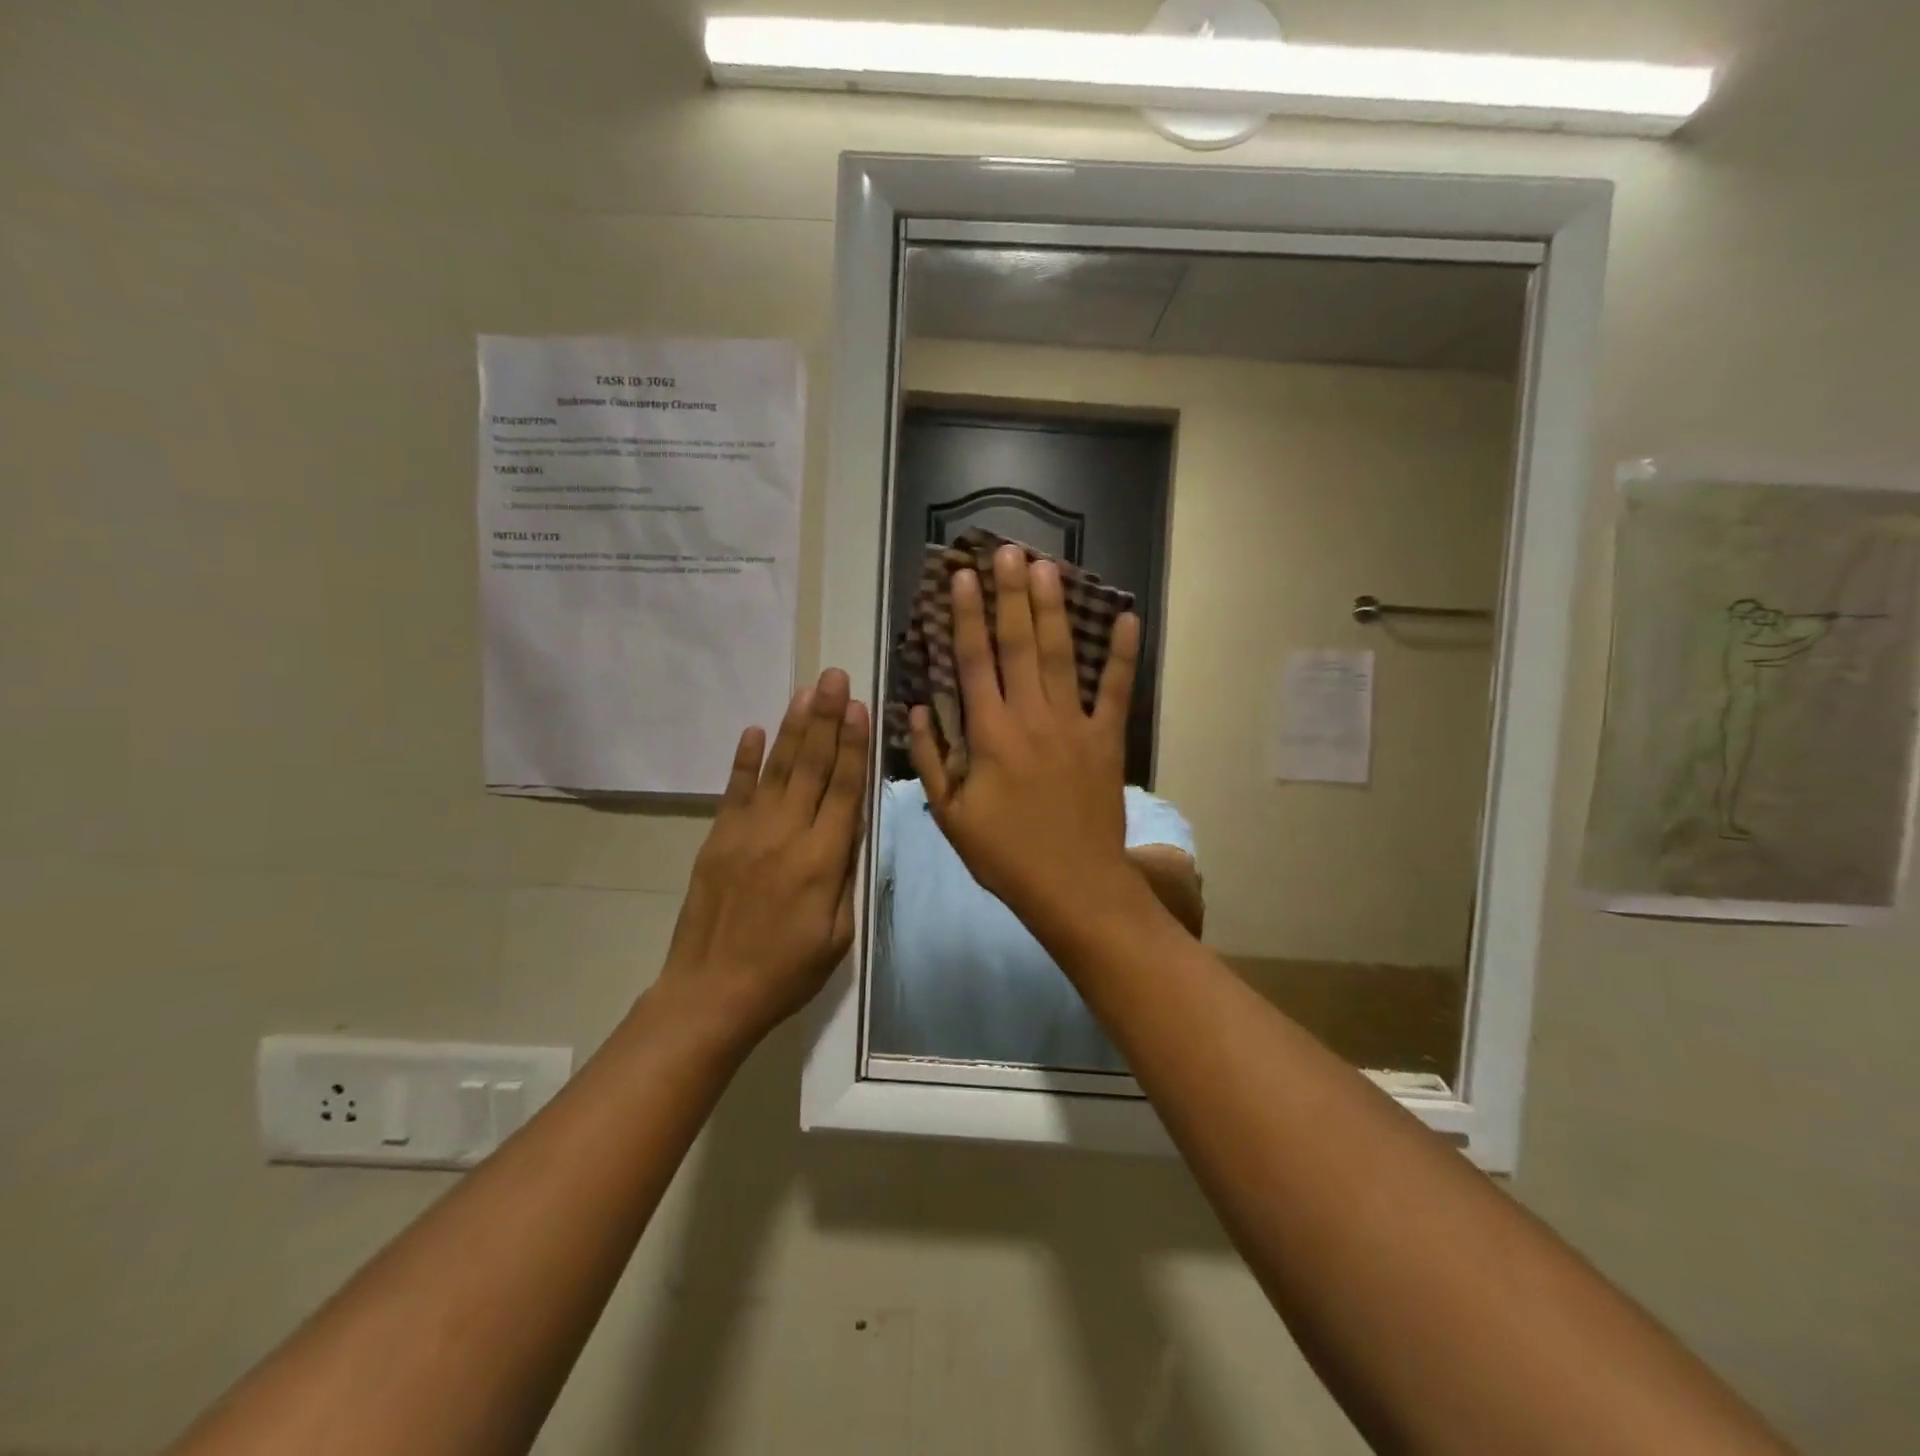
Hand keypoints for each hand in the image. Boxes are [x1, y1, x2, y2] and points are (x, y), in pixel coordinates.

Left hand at [657, 668, 869, 1041]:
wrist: (712, 993)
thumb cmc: (786, 971)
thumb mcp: (838, 934)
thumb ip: (847, 877)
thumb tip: (853, 830)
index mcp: (822, 859)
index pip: (843, 789)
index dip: (853, 745)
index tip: (859, 706)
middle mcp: (787, 834)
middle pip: (811, 766)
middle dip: (826, 718)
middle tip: (835, 677)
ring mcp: (748, 832)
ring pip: (776, 769)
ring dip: (793, 727)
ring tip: (806, 691)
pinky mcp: (718, 838)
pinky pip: (734, 790)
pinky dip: (744, 759)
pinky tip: (754, 729)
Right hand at [909, 544, 1139, 936]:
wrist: (1073, 886)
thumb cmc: (1005, 855)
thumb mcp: (951, 816)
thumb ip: (930, 760)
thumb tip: (912, 710)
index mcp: (989, 734)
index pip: (973, 661)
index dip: (967, 615)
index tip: (965, 576)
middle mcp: (1030, 716)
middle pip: (1018, 644)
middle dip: (1011, 594)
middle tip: (1009, 550)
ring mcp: (1073, 725)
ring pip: (1061, 655)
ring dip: (1053, 608)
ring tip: (1048, 566)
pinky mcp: (1107, 739)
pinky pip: (1117, 690)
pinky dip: (1123, 655)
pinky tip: (1126, 618)